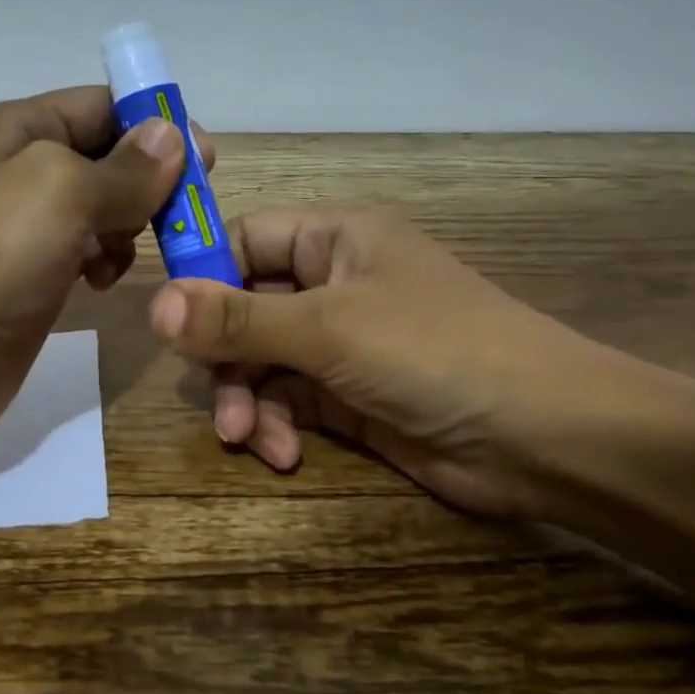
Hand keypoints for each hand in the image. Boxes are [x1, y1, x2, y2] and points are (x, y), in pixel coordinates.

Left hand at [0, 88, 211, 453]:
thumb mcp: (61, 193)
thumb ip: (124, 167)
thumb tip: (172, 135)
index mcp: (16, 129)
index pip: (101, 105)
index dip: (155, 125)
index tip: (205, 160)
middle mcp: (17, 170)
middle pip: (105, 157)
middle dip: (147, 181)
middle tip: (182, 215)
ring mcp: (21, 229)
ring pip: (100, 209)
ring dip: (128, 225)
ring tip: (127, 253)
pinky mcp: (29, 279)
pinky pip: (84, 253)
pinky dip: (105, 261)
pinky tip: (102, 282)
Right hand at [147, 209, 623, 519]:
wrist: (542, 437)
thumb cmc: (434, 351)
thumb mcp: (329, 329)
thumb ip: (238, 319)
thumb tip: (152, 306)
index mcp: (335, 239)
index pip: (244, 239)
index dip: (201, 273)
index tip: (166, 321)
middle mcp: (335, 284)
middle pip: (244, 309)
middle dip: (226, 357)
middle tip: (214, 399)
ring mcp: (342, 344)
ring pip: (261, 362)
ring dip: (248, 400)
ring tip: (249, 439)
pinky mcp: (348, 398)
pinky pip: (288, 402)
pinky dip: (277, 426)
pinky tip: (285, 454)